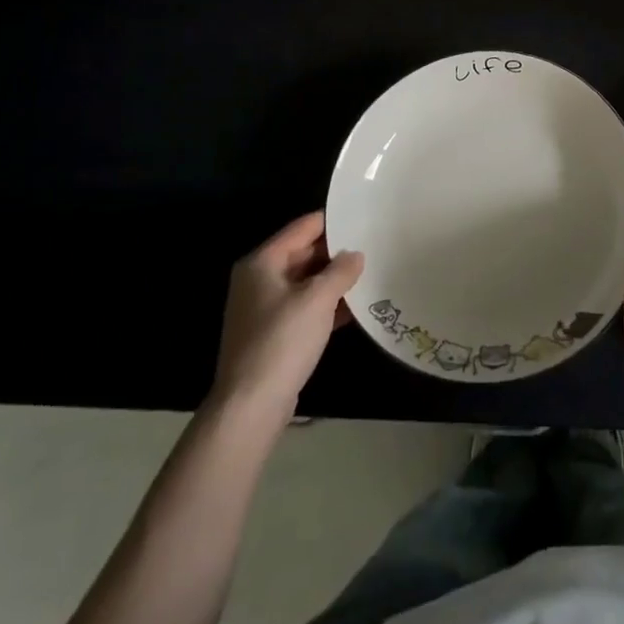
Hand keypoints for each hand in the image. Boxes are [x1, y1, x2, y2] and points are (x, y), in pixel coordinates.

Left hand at [210, 212, 363, 433]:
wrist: (250, 406)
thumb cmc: (282, 341)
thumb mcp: (318, 299)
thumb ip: (340, 271)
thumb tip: (356, 255)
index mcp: (262, 262)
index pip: (303, 227)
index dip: (333, 221)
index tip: (363, 217)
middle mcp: (259, 280)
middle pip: (303, 253)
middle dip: (336, 252)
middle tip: (373, 245)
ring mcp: (264, 309)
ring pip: (306, 282)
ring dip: (334, 281)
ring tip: (370, 273)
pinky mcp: (273, 334)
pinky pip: (304, 308)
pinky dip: (326, 305)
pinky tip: (355, 308)